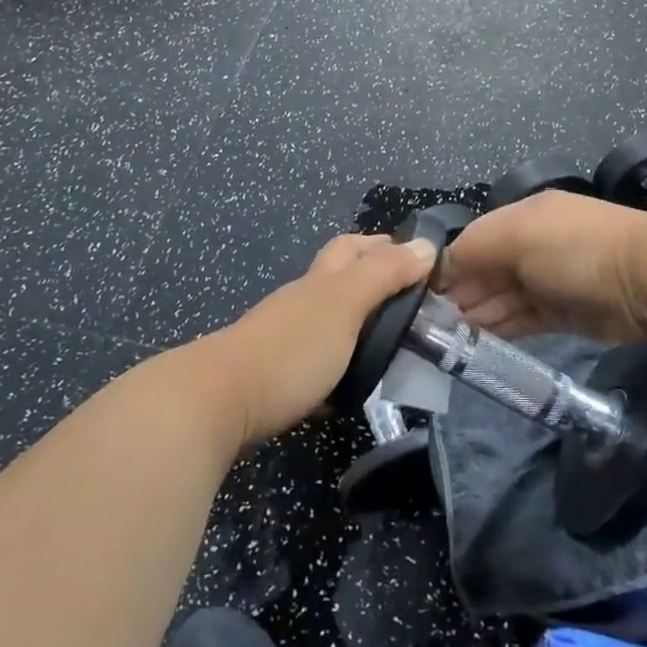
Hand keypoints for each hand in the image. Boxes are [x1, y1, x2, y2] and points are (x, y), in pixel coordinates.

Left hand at [207, 233, 437, 447]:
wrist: (220, 401)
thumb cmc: (291, 348)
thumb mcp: (345, 305)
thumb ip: (384, 275)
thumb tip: (426, 244)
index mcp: (322, 280)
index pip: (353, 247)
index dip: (382, 245)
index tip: (418, 258)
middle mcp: (303, 301)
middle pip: (338, 276)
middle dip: (370, 277)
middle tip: (408, 299)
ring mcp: (285, 337)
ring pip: (327, 318)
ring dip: (357, 322)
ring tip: (390, 342)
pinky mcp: (275, 375)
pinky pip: (315, 358)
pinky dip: (338, 361)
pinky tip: (352, 381)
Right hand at [440, 191, 646, 343]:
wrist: (646, 280)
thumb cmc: (574, 247)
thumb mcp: (517, 234)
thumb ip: (474, 248)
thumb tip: (442, 267)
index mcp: (522, 217)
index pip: (474, 239)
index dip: (449, 265)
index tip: (422, 294)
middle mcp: (532, 246)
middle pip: (486, 271)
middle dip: (459, 294)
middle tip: (427, 325)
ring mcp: (549, 281)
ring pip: (502, 298)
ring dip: (476, 316)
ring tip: (443, 340)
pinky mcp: (563, 314)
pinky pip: (523, 320)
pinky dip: (500, 329)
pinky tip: (475, 344)